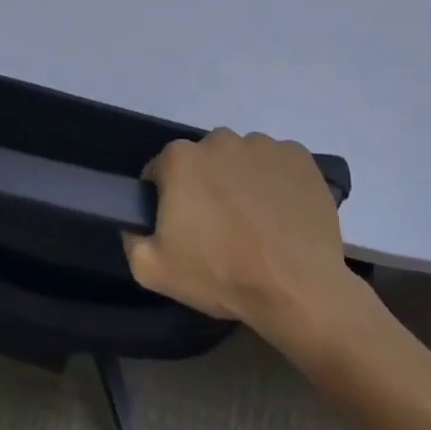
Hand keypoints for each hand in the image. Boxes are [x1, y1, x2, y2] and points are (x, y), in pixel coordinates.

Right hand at [125, 129, 353, 344]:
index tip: (181, 227)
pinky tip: (281, 215)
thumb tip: (136, 222)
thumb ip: (131, 238)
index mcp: (181, 159)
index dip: (166, 199)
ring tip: (255, 224)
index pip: (161, 171)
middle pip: (203, 161)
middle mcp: (220, 140)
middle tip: (218, 228)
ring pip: (241, 160)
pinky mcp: (299, 157)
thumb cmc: (221, 275)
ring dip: (241, 182)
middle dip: (205, 186)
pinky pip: (277, 164)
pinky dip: (276, 182)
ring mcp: (264, 145)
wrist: (297, 289)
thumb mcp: (152, 270)